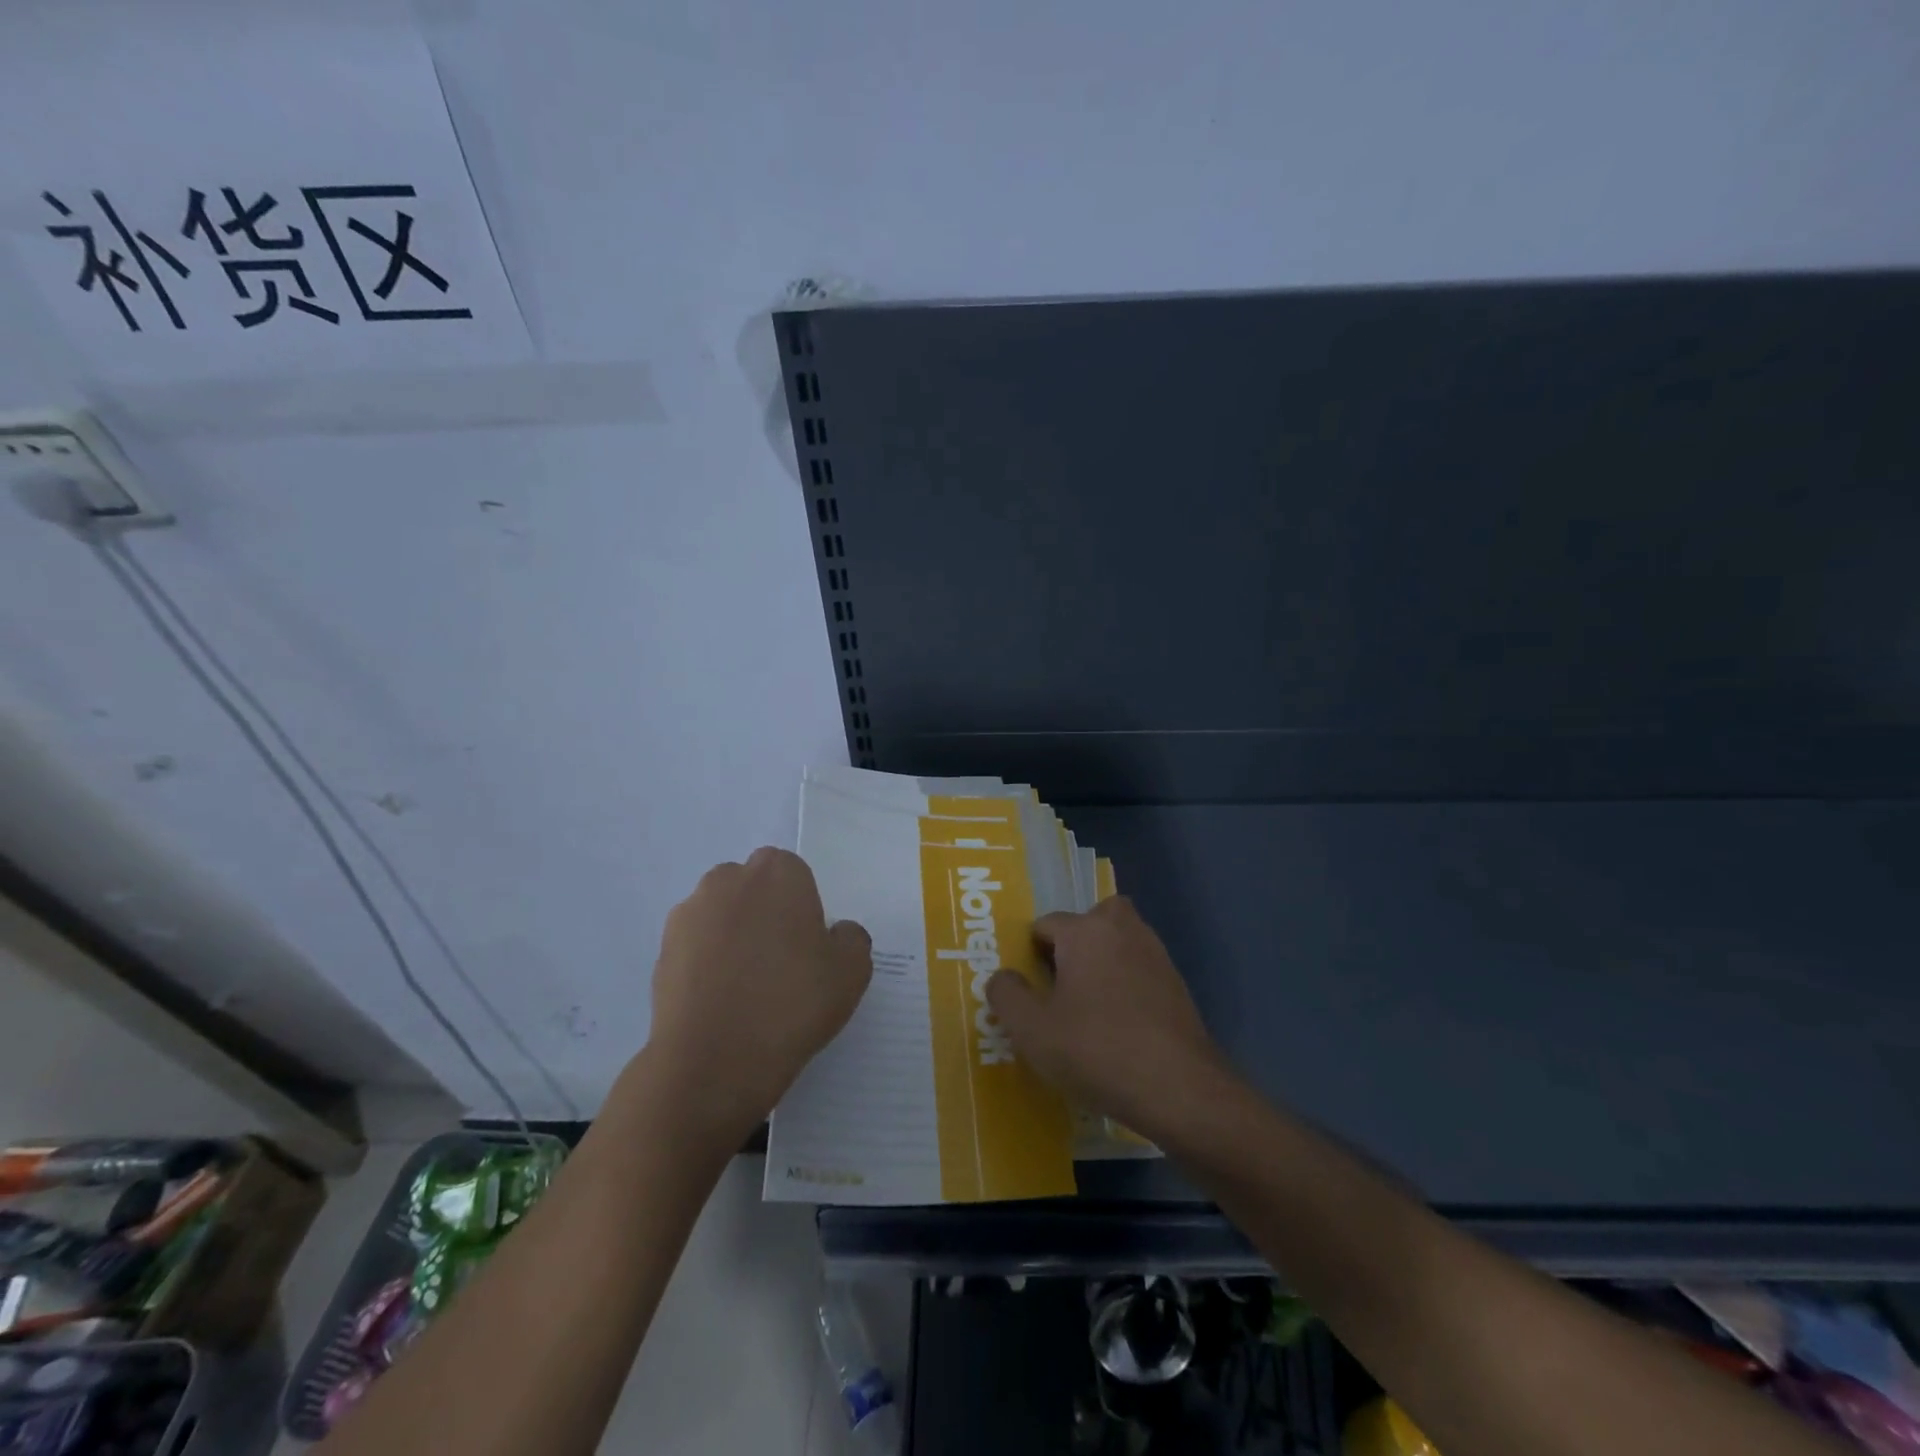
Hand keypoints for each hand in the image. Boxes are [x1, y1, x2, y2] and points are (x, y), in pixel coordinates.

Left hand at [646, 847, 871, 1141]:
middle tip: (780, 962)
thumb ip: (850, 938)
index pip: (793, 873)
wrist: (713, 1061)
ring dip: (733, 935)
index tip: (807, 945)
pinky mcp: (662, 949)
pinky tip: (720, 1001)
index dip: (802, 907)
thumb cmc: (792, 1003)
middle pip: (753, 887)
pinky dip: (706, 962)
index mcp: (778, 873)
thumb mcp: (852, 972)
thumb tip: (833, 933)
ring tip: (746, 987)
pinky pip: (695, 945)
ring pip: (721, 914)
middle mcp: (729, 880)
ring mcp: (689, 913)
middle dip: (765, 912)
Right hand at [987, 896, 1222, 1141]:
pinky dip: (1127, 985)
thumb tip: (1003, 977)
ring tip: (1087, 1008)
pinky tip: (1119, 1027)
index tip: (1029, 992)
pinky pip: (1140, 970)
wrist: (1180, 1089)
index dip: (1030, 955)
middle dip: (1074, 944)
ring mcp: (1156, 955)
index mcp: (1085, 931)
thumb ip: (1007, 995)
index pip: (1045, 924)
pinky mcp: (1177, 985)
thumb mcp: (1032, 1030)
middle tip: (1061, 985)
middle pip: (1092, 920)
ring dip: (1102, 962)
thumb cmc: (1097, 1050)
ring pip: (1119, 942)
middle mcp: (1123, 930)